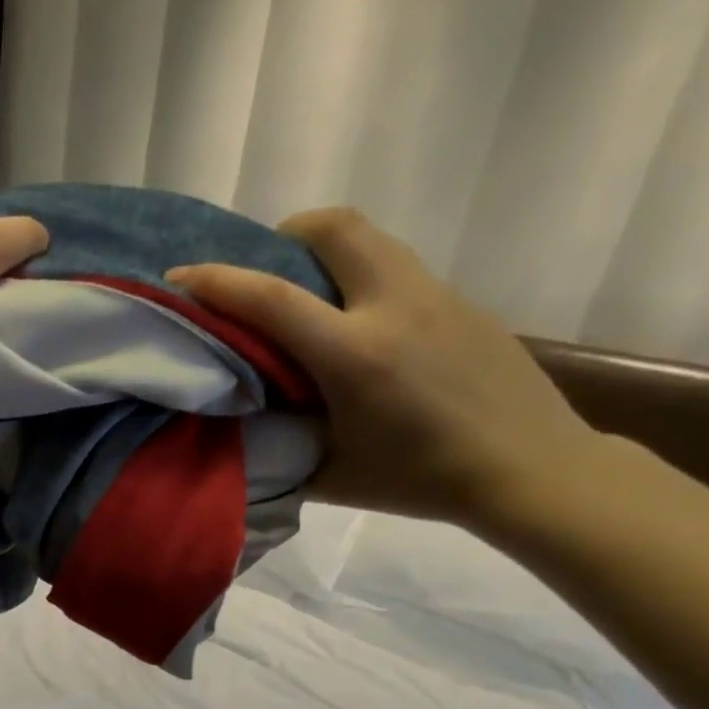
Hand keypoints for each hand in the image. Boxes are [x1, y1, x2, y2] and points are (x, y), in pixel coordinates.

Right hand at [167, 208, 602, 529]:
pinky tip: (359, 330)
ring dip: (326, 253)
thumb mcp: (332, 474)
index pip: (272, 298)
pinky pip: (397, 269)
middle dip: (285, 234)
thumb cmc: (421, 480)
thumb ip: (280, 443)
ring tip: (307, 299)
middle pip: (335, 227)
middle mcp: (394, 307)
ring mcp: (436, 296)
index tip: (179, 277)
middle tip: (263, 272)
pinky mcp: (461, 302)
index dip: (217, 282)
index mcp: (355, 355)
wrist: (530, 469)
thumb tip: (243, 424)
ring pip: (371, 240)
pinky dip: (361, 280)